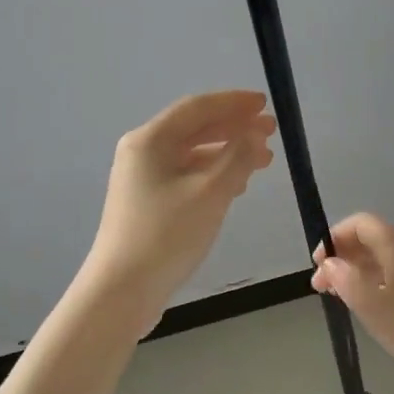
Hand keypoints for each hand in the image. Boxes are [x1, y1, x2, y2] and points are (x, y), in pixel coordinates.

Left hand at [80, 90, 276, 323]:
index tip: (265, 105)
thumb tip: (255, 134)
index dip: (234, 103)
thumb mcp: (211, 192)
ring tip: (262, 161)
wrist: (122, 290)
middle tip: (270, 133)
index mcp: (150, 140)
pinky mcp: (148, 202)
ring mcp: (143, 178)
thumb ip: (238, 157)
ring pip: (192, 153)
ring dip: (227, 152)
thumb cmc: (166, 234)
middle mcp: (143, 151)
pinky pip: (186, 174)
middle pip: (195, 128)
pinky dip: (213, 173)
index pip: (198, 107)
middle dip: (234, 128)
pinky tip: (236, 185)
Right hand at [311, 213, 393, 393]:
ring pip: (384, 259)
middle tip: (322, 288)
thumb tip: (329, 263)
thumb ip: (346, 282)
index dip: (335, 238)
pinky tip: (374, 309)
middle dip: (343, 258)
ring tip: (343, 299)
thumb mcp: (375, 308)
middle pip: (370, 240)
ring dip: (359, 273)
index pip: (359, 223)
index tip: (318, 265)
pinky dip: (378, 284)